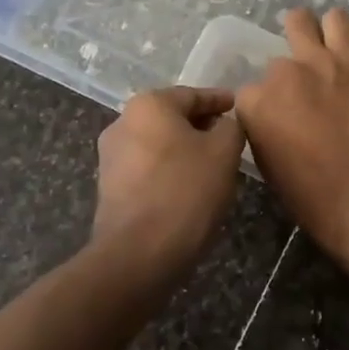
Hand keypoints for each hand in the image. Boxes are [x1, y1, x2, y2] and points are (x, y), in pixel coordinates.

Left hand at [93, 87, 245, 277]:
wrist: (139, 254)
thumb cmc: (186, 191)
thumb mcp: (224, 152)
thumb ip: (231, 127)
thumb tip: (225, 124)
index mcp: (148, 105)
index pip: (193, 95)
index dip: (220, 101)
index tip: (239, 107)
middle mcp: (122, 123)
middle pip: (172, 118)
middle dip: (202, 126)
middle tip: (231, 137)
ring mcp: (111, 157)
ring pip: (159, 144)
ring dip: (185, 150)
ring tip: (215, 165)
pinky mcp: (110, 188)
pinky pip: (149, 169)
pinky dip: (170, 171)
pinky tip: (191, 187)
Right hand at [235, 9, 348, 262]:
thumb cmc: (312, 197)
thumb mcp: (270, 168)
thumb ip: (264, 133)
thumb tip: (273, 122)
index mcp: (253, 106)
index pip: (249, 94)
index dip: (265, 108)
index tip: (280, 121)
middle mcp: (280, 75)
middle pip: (276, 62)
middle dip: (286, 76)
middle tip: (303, 91)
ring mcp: (318, 62)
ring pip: (302, 22)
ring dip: (307, 33)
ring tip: (320, 50)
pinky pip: (343, 22)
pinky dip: (339, 28)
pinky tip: (343, 42)